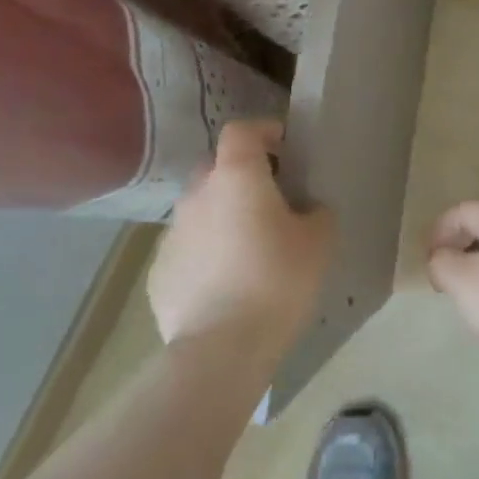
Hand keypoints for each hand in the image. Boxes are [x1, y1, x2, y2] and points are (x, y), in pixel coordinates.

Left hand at [147, 120, 332, 357]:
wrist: (221, 348)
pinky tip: (225, 284)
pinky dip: (205, 254)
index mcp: (236, 177)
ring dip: (222, 217)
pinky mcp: (159, 272)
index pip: (241, 131)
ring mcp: (172, 234)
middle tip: (270, 202)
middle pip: (217, 168)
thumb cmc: (278, 280)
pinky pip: (188, 248)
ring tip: (248, 249)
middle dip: (242, 177)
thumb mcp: (319, 240)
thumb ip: (316, 212)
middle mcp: (197, 195)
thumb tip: (306, 211)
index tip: (284, 148)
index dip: (263, 131)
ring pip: (200, 210)